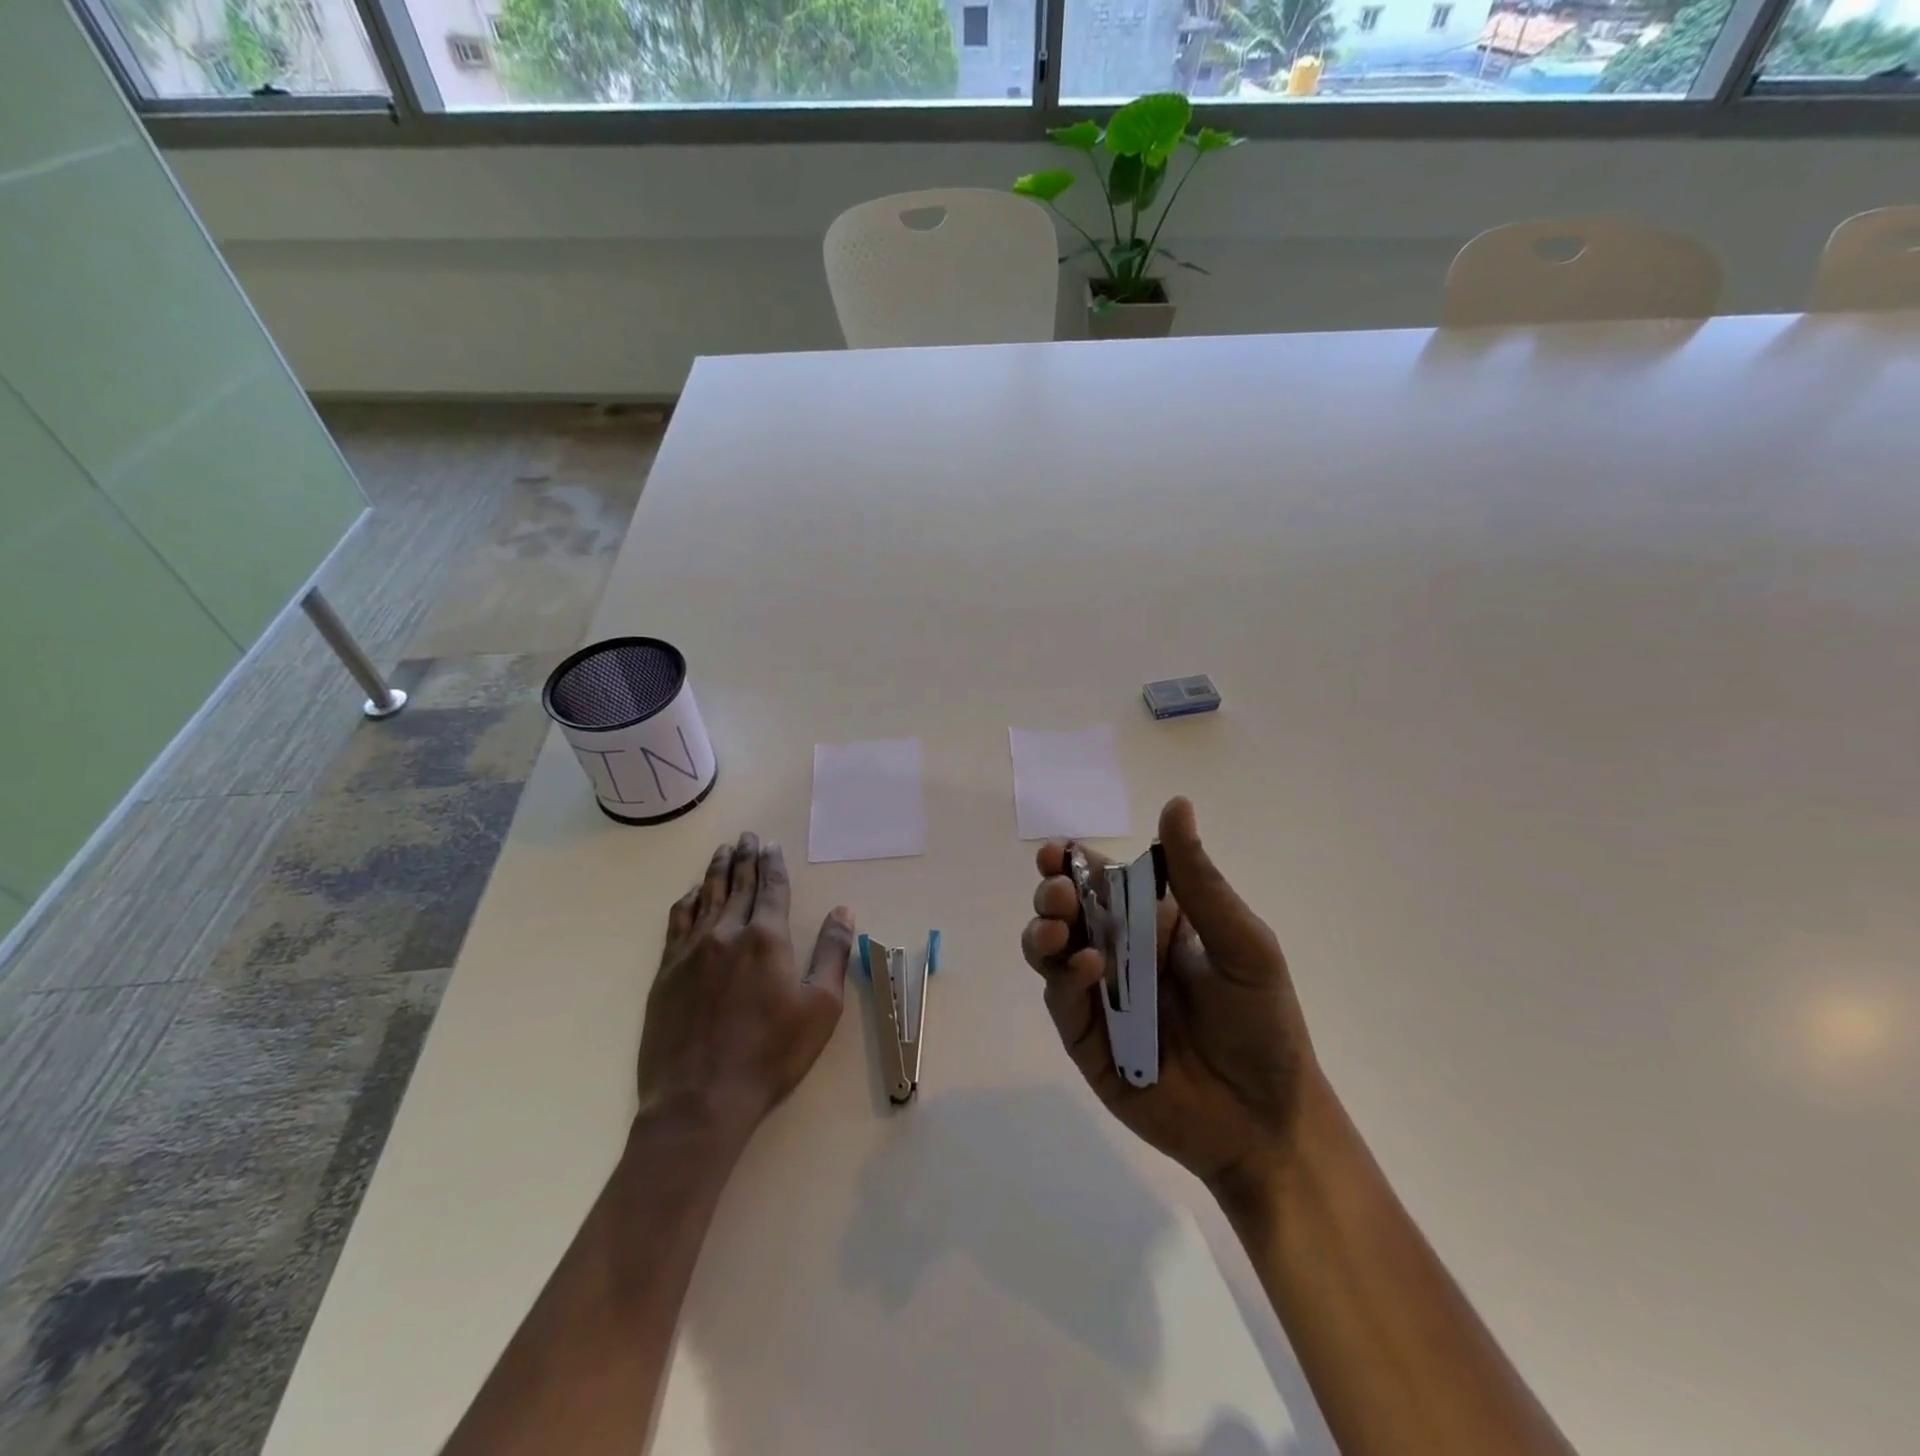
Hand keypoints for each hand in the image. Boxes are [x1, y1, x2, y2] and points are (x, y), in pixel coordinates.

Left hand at [638, 832, 855, 1140]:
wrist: (700, 1099)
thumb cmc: (771, 1055)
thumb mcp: (820, 1007)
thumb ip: (832, 954)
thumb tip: (844, 911)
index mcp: (767, 938)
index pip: (771, 888)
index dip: (772, 864)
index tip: (770, 844)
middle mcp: (727, 933)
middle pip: (738, 885)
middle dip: (744, 857)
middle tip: (746, 836)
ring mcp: (691, 951)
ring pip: (706, 897)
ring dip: (716, 871)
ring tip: (722, 851)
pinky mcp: (666, 972)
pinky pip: (677, 923)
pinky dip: (686, 902)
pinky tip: (690, 894)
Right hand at [1021, 797, 1318, 1192]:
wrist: (1267, 1121)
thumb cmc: (1263, 1023)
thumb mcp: (1242, 943)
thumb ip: (1199, 879)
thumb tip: (1176, 803)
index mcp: (1153, 923)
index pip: (1103, 880)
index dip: (1074, 861)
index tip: (1058, 851)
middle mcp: (1119, 954)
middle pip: (1067, 911)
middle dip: (1053, 894)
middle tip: (1059, 893)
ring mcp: (1099, 998)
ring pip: (1050, 951)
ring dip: (1045, 931)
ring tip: (1060, 927)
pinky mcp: (1086, 1041)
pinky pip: (1062, 1001)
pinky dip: (1065, 979)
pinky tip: (1089, 969)